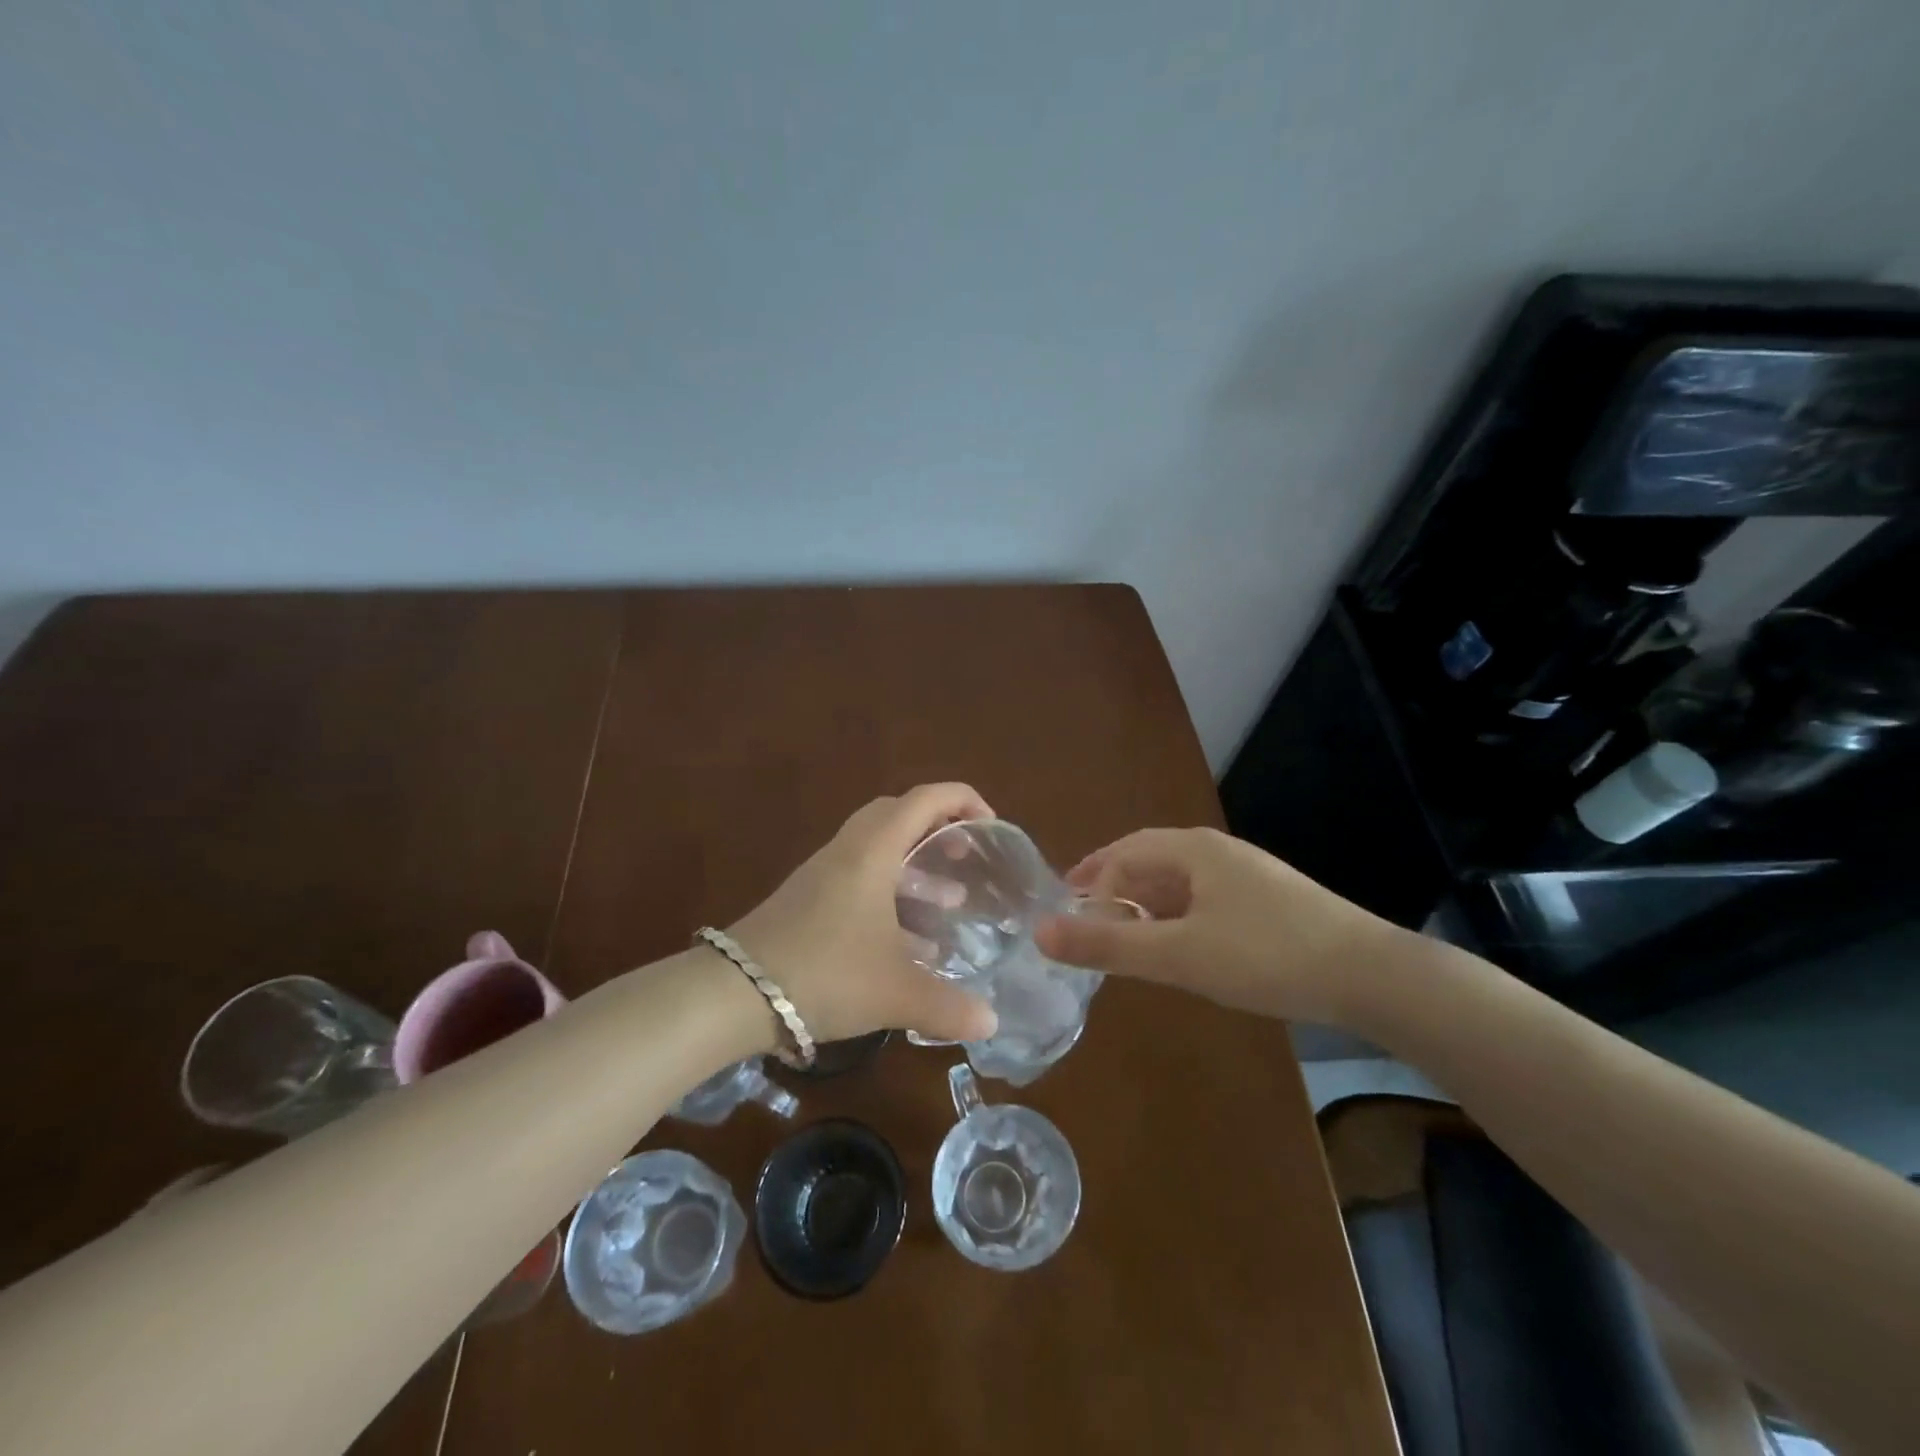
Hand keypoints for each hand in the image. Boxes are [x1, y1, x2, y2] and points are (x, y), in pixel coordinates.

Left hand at [727, 784, 1000, 1045]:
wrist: (734, 993)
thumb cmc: (825, 974)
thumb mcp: (896, 993)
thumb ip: (949, 1007)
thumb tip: (991, 1023)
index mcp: (874, 850)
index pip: (925, 798)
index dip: (964, 799)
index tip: (992, 825)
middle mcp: (848, 849)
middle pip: (899, 813)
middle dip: (939, 827)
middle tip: (966, 856)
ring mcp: (823, 873)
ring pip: (878, 848)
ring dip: (915, 865)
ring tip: (949, 903)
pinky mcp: (807, 899)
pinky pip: (859, 877)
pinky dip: (890, 893)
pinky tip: (907, 941)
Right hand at [1033, 826, 1398, 1025]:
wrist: (1370, 975)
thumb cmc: (1265, 955)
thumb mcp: (1178, 954)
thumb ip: (1108, 945)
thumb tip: (1040, 932)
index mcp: (1192, 849)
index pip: (1123, 854)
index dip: (1089, 882)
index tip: (1067, 918)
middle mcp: (1216, 852)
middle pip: (1148, 862)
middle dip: (1112, 890)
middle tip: (1083, 923)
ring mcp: (1245, 876)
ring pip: (1176, 883)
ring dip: (1142, 906)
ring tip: (1121, 938)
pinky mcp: (1266, 902)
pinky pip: (1202, 901)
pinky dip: (1174, 919)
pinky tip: (1175, 947)